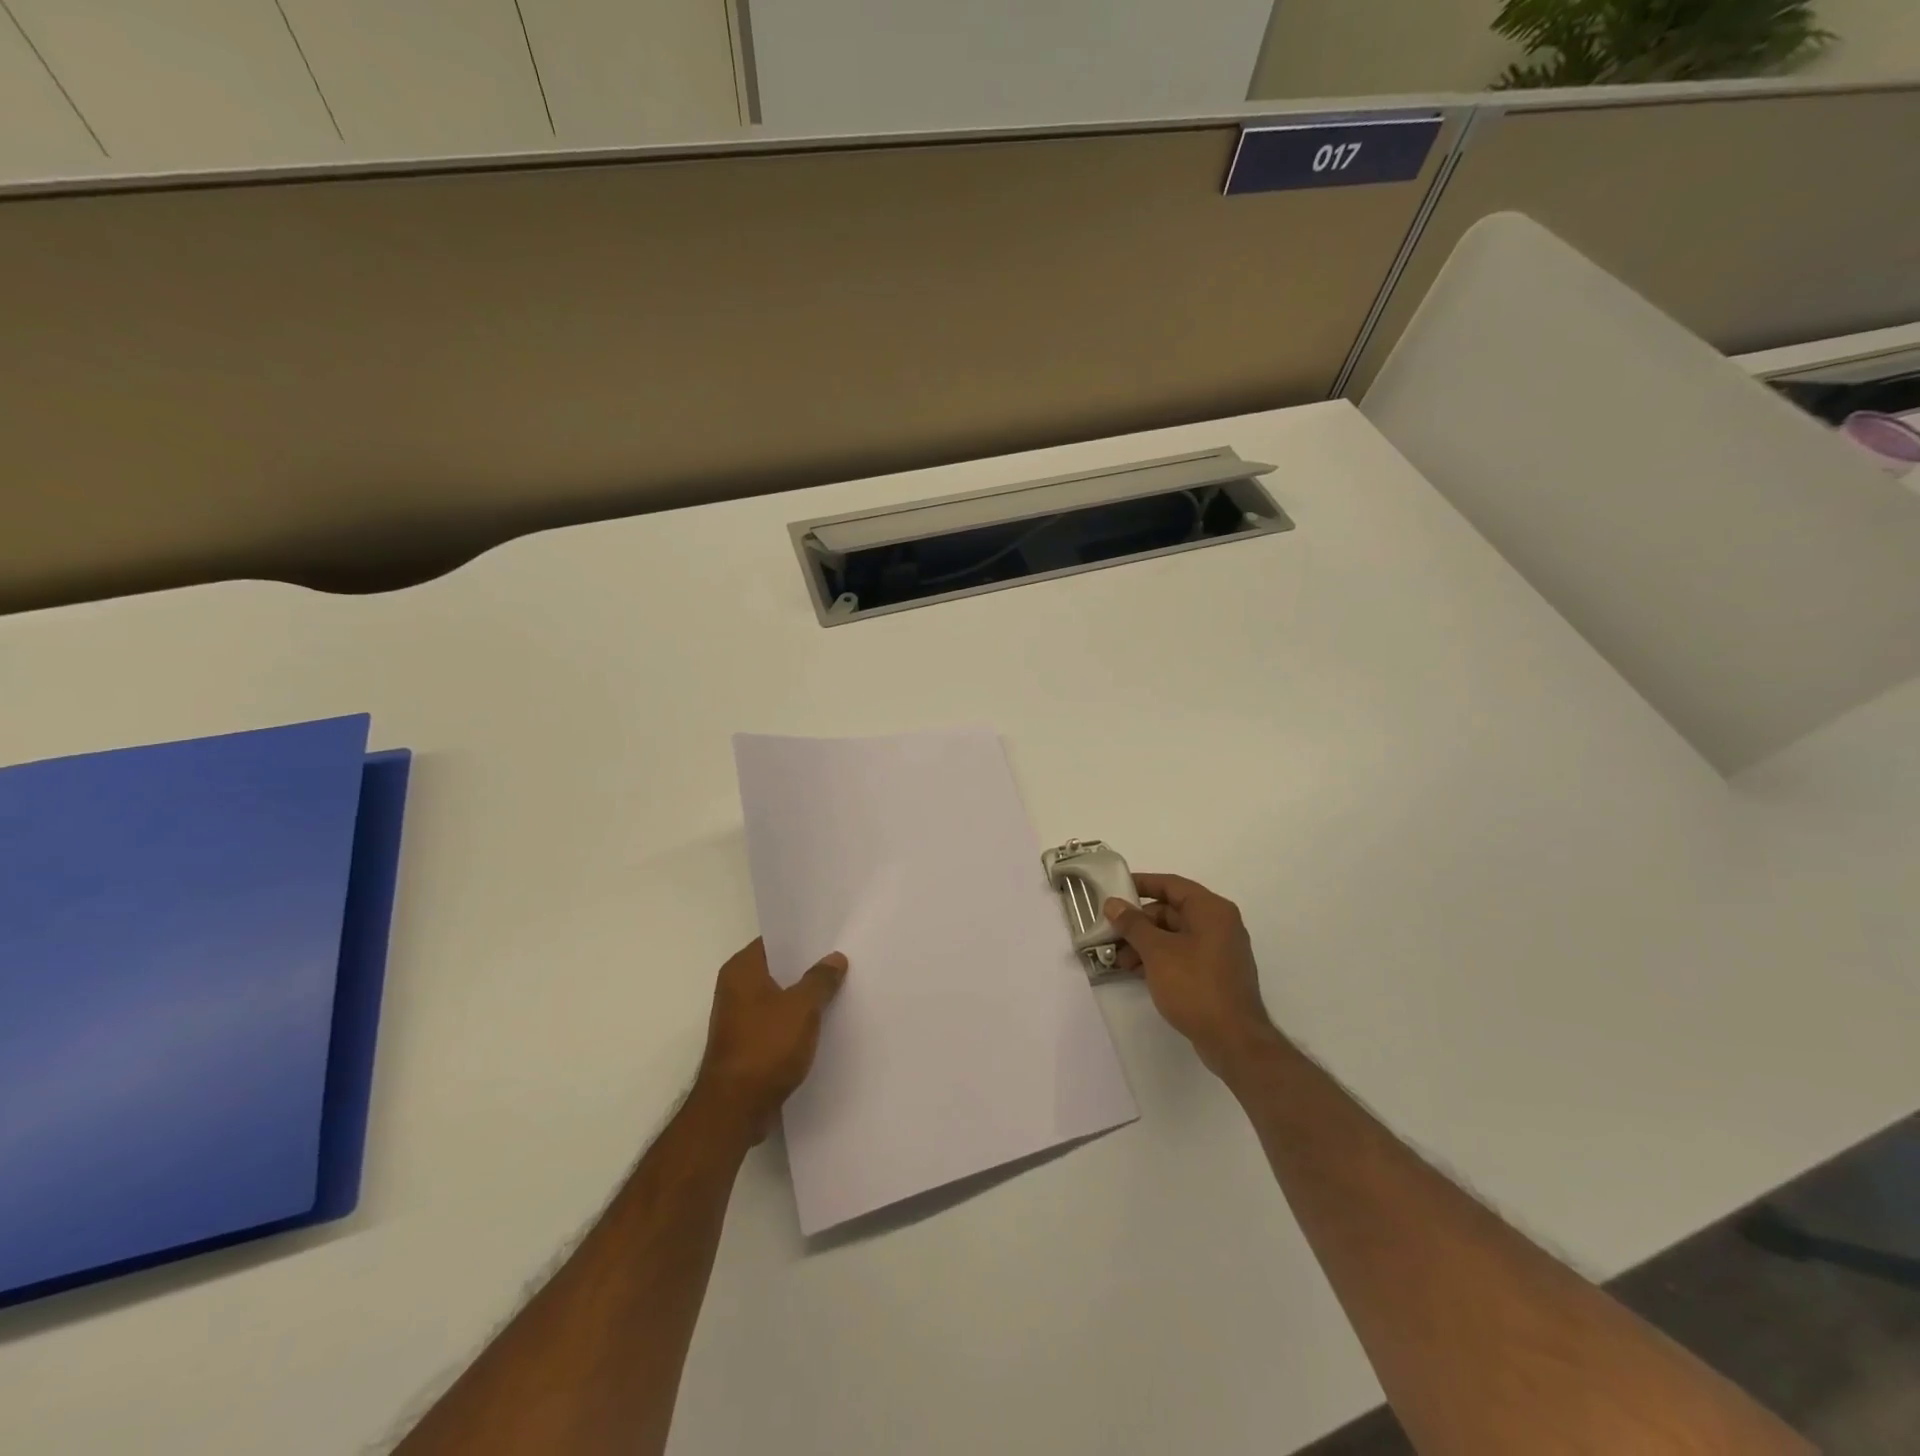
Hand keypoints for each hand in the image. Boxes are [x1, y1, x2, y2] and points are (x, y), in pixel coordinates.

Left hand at [693, 939, 847, 1141]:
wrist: (735, 1109)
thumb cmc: (765, 1047)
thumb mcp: (802, 1008)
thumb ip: (820, 979)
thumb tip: (835, 958)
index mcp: (741, 970)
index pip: (775, 941)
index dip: (803, 938)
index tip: (832, 936)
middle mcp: (735, 989)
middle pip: (778, 969)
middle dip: (808, 968)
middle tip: (842, 960)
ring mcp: (740, 1018)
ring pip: (780, 997)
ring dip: (804, 997)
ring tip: (839, 989)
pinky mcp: (748, 1044)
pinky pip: (778, 1023)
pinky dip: (797, 1022)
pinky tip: (824, 1023)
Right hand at [1105, 874, 1275, 1079]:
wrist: (1234, 1040)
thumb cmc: (1195, 986)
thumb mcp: (1157, 952)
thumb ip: (1133, 924)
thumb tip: (1113, 903)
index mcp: (1211, 910)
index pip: (1171, 885)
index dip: (1142, 884)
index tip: (1115, 888)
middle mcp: (1219, 924)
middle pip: (1171, 911)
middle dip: (1139, 922)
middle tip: (1111, 933)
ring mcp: (1219, 950)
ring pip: (1174, 935)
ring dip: (1146, 943)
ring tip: (1121, 961)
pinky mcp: (1216, 974)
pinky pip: (1183, 955)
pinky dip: (1160, 958)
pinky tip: (1137, 972)